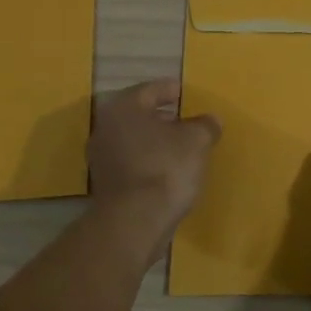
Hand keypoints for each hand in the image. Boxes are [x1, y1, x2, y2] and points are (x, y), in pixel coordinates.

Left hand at [87, 80, 220, 260]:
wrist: (134, 221)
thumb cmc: (165, 168)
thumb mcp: (197, 141)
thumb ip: (205, 125)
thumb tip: (210, 120)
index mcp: (124, 107)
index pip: (151, 90)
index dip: (171, 91)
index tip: (186, 95)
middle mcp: (106, 126)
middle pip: (139, 114)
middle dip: (163, 117)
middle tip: (186, 121)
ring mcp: (101, 157)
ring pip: (133, 139)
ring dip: (154, 141)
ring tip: (181, 148)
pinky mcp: (104, 183)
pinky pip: (130, 162)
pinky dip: (147, 161)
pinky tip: (167, 171)